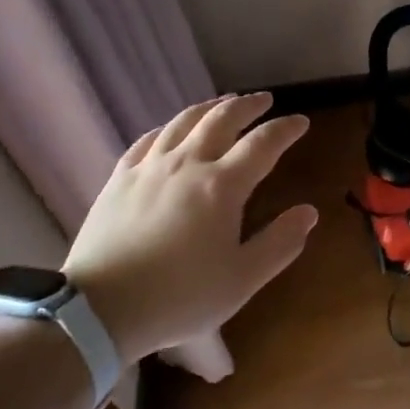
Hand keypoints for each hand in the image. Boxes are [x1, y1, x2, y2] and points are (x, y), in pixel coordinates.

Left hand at [61, 92, 316, 372]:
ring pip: (184, 122)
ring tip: (223, 102)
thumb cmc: (180, 297)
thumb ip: (280, 243)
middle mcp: (188, 163)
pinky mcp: (120, 178)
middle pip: (222, 119)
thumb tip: (308, 212)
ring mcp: (149, 167)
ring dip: (209, 107)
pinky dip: (168, 127)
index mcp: (222, 186)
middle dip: (248, 106)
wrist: (101, 308)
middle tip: (264, 100)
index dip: (285, 129)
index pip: (262, 144)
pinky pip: (148, 139)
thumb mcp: (242, 279)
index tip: (301, 121)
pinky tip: (171, 130)